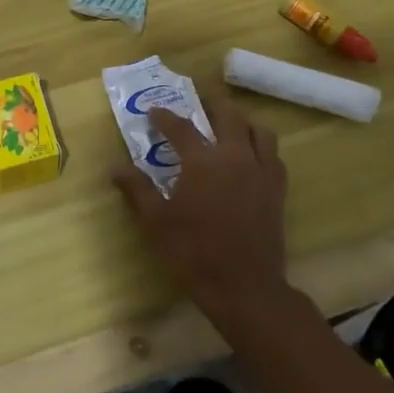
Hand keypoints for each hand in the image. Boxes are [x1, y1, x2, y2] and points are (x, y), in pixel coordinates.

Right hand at [110, 96, 291, 330]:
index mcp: (202, 162)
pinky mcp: (278, 189)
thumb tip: (115, 167)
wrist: (244, 287)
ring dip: (242, 122)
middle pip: (228, 115)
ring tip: (228, 127)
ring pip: (258, 131)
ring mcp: (261, 171)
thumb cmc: (194, 253)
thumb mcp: (156, 222)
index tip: (154, 113)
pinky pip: (273, 155)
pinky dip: (261, 147)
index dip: (165, 117)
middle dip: (211, 105)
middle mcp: (234, 156)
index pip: (182, 127)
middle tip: (198, 105)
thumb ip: (137, 190)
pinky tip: (250, 157)